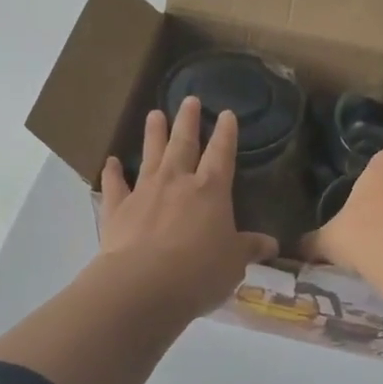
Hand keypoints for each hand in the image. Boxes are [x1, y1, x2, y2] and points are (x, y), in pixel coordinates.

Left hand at [98, 96, 279, 319]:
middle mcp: (177, 182)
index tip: (226, 114)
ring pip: (151, 155)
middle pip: (184, 144)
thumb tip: (272, 245)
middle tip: (189, 99)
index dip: (226, 133)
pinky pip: (115, 185)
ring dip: (153, 134)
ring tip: (155, 114)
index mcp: (211, 190)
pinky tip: (111, 162)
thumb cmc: (199, 271)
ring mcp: (144, 191)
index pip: (222, 154)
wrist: (144, 283)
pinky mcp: (117, 208)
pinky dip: (112, 173)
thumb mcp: (234, 263)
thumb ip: (249, 249)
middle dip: (188, 121)